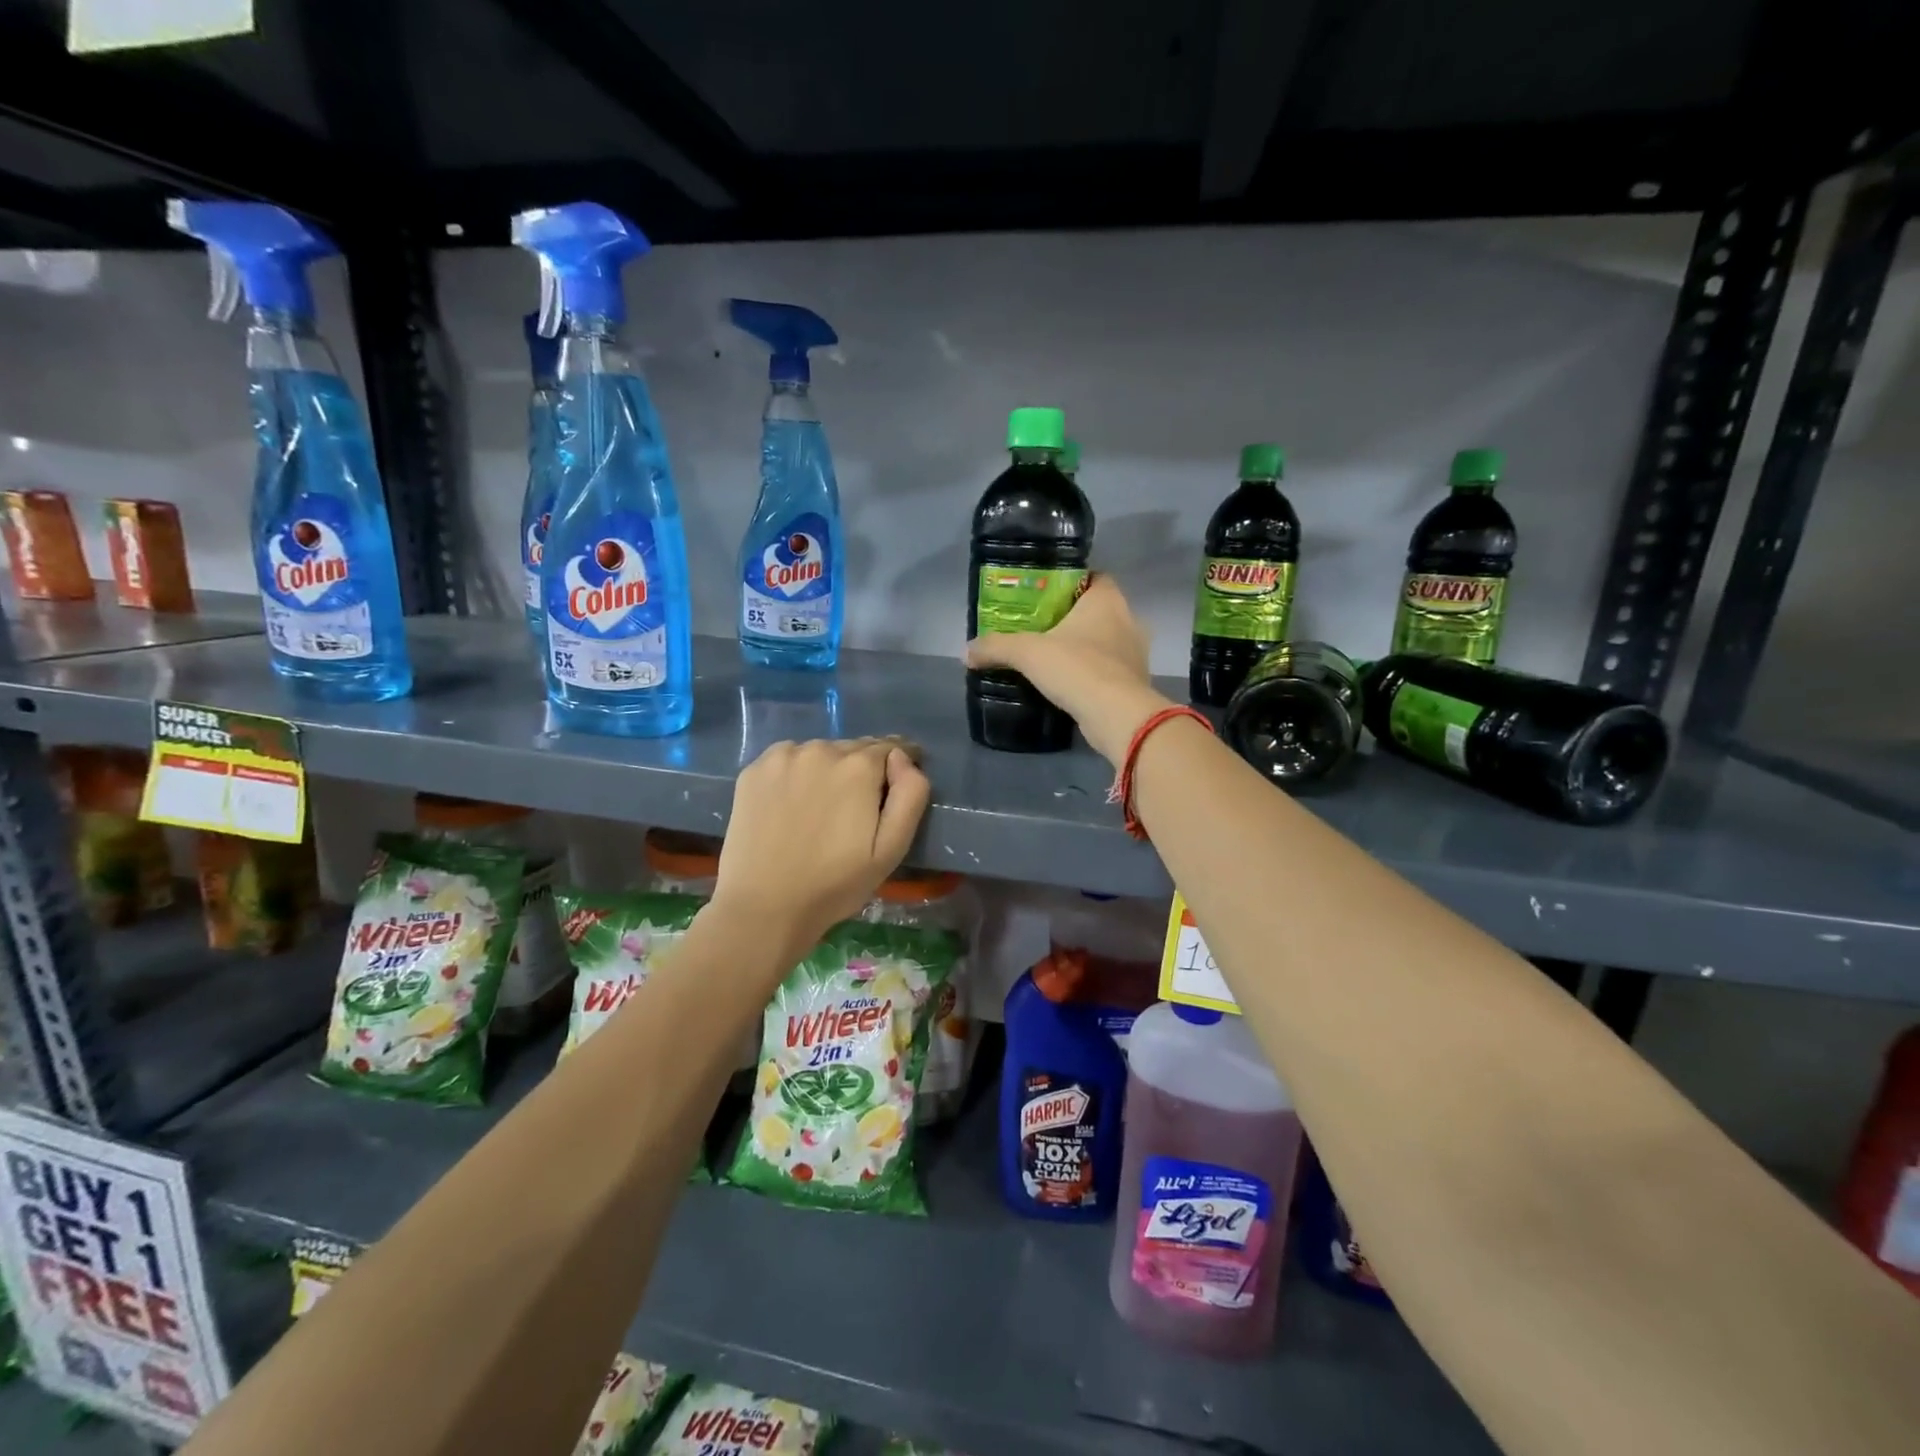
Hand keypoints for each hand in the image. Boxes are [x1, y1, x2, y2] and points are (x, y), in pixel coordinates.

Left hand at [710, 738, 930, 960]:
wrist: (764, 908)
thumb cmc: (835, 884)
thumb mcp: (891, 849)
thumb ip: (910, 795)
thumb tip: (903, 758)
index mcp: (858, 766)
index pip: (891, 748)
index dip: (898, 767)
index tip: (893, 789)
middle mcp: (820, 749)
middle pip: (854, 749)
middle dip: (863, 770)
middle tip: (856, 809)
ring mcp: (782, 757)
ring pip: (820, 753)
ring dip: (828, 770)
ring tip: (822, 808)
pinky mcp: (753, 770)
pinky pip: (787, 759)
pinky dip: (796, 773)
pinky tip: (791, 804)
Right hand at [966, 575, 1172, 763]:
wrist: (1117, 717)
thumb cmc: (1077, 668)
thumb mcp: (1027, 653)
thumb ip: (996, 647)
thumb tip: (967, 652)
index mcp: (1107, 600)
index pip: (1093, 577)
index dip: (1069, 583)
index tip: (1043, 595)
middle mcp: (1128, 620)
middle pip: (1097, 610)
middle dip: (1071, 618)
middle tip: (1038, 628)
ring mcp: (1136, 653)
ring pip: (1105, 642)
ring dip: (1082, 648)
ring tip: (1050, 658)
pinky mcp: (1135, 683)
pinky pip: (1108, 670)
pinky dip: (1090, 674)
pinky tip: (1068, 684)